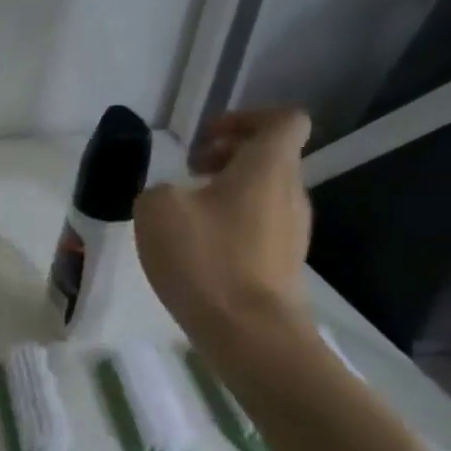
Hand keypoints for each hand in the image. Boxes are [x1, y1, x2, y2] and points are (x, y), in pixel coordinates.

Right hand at [134, 108, 313, 343]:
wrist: (248, 331)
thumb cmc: (205, 258)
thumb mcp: (156, 209)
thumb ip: (161, 189)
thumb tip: (172, 197)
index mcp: (268, 166)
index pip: (283, 120)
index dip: (245, 118)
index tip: (206, 138)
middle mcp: (291, 192)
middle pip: (271, 157)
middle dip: (228, 156)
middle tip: (189, 172)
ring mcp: (293, 231)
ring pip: (264, 193)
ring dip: (227, 192)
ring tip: (187, 214)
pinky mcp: (283, 264)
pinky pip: (259, 227)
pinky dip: (231, 225)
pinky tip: (199, 249)